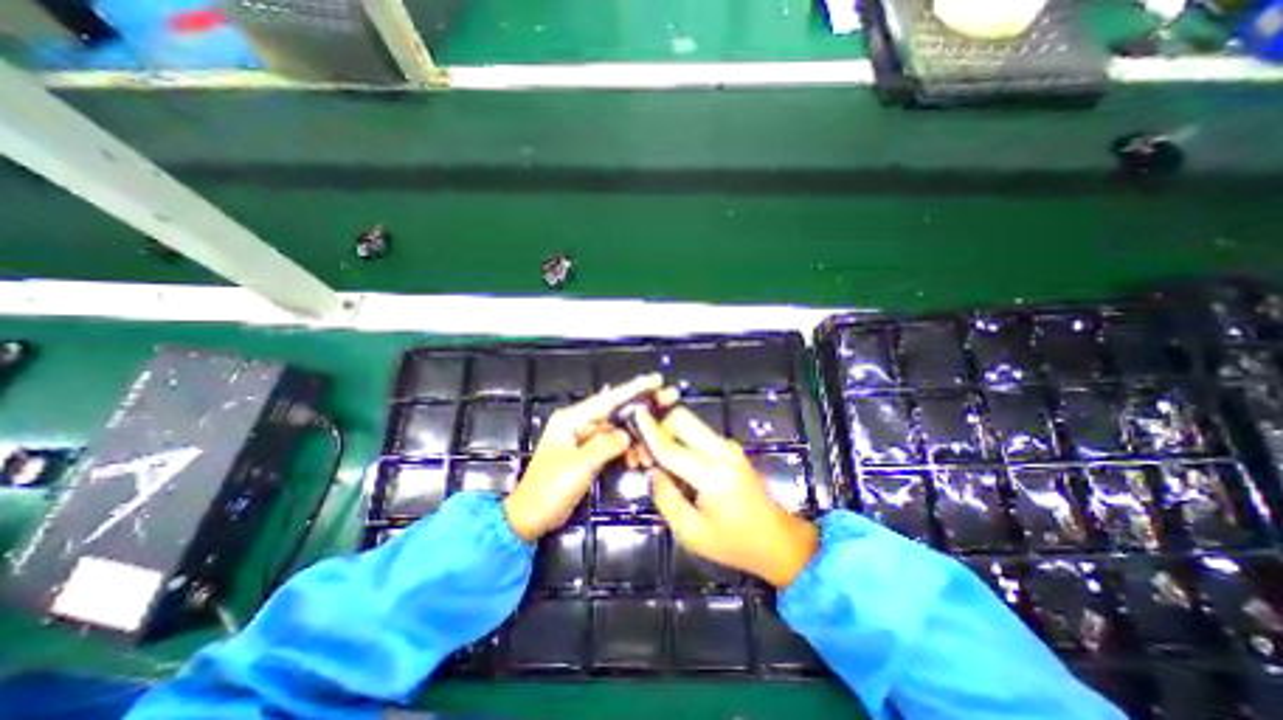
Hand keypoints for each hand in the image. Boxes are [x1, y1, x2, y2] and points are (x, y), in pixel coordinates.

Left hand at [504, 374, 672, 541]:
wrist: (531, 516)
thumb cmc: (549, 489)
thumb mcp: (578, 467)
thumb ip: (605, 446)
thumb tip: (627, 436)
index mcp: (572, 419)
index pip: (609, 399)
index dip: (635, 388)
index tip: (656, 380)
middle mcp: (580, 422)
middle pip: (618, 409)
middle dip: (644, 406)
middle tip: (671, 398)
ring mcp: (586, 436)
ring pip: (620, 428)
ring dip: (639, 437)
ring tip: (655, 449)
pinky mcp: (590, 451)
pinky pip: (616, 443)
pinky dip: (629, 450)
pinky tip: (640, 460)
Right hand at [636, 408, 814, 586]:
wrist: (778, 540)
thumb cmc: (735, 543)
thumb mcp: (692, 532)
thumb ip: (667, 499)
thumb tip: (651, 471)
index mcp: (713, 474)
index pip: (671, 447)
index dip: (648, 432)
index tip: (632, 416)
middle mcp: (722, 451)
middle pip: (682, 419)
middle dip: (657, 426)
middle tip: (641, 452)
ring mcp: (728, 447)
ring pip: (689, 423)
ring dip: (666, 433)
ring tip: (651, 460)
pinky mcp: (729, 449)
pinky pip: (697, 434)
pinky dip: (679, 439)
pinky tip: (670, 462)